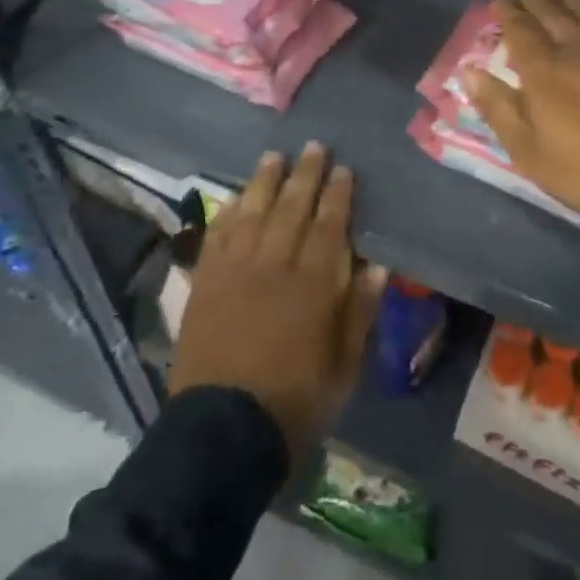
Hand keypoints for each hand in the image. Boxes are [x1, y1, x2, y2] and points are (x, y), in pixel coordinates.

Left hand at [169, 143, 385, 457]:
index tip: (344, 169)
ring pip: (252, 212)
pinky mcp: (204, 283)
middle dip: (305, 174)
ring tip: (274, 156)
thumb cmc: (293, 403)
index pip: (329, 225)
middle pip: (291, 208)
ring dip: (264, 181)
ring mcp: (234, 271)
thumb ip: (359, 314)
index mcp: (312, 286)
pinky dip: (227, 212)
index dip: (337, 195)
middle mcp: (273, 266)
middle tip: (314, 146)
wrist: (221, 433)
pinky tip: (234, 197)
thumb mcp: (343, 369)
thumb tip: (375, 267)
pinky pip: (217, 235)